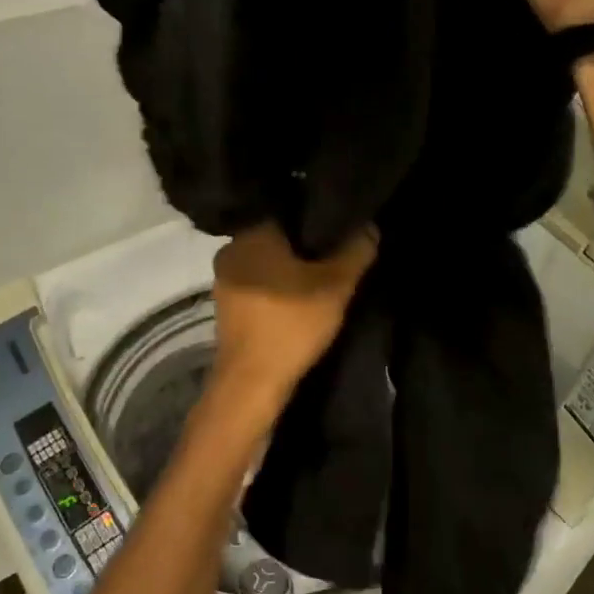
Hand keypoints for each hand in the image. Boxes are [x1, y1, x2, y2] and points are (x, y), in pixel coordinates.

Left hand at [209, 223, 377, 405]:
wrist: (251, 383)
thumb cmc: (291, 325)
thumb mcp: (336, 286)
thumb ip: (356, 251)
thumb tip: (370, 225)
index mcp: (252, 233)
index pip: (289, 211)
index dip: (318, 220)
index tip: (342, 232)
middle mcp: (231, 249)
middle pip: (278, 238)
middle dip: (306, 248)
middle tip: (337, 257)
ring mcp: (223, 281)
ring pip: (267, 264)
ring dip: (291, 272)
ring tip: (322, 281)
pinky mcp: (226, 308)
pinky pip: (258, 286)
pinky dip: (277, 291)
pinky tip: (298, 303)